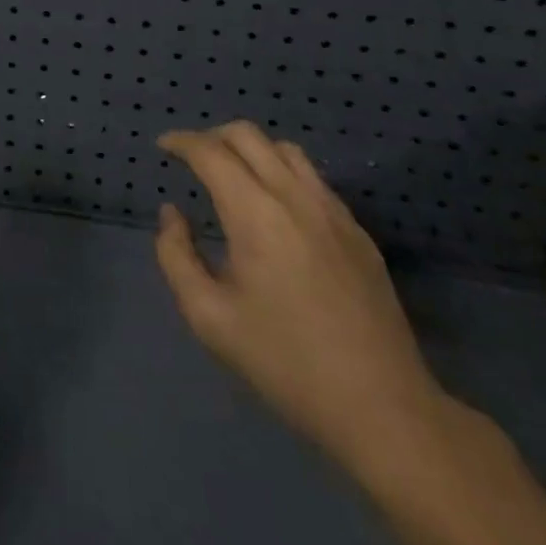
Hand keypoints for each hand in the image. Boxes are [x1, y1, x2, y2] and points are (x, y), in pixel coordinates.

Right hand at [155, 122, 454, 479]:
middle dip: (212, 136)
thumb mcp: (209, 317)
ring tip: (232, 175)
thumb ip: (176, 256)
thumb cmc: (285, 363)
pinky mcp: (358, 232)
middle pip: (248, 135)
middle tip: (191, 158)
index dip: (181, 142)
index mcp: (256, 214)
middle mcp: (295, 198)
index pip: (211, 152)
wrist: (383, 409)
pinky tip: (275, 208)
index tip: (162, 147)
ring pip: (285, 150)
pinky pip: (313, 179)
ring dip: (250, 149)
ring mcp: (333, 212)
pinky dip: (282, 172)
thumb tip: (172, 213)